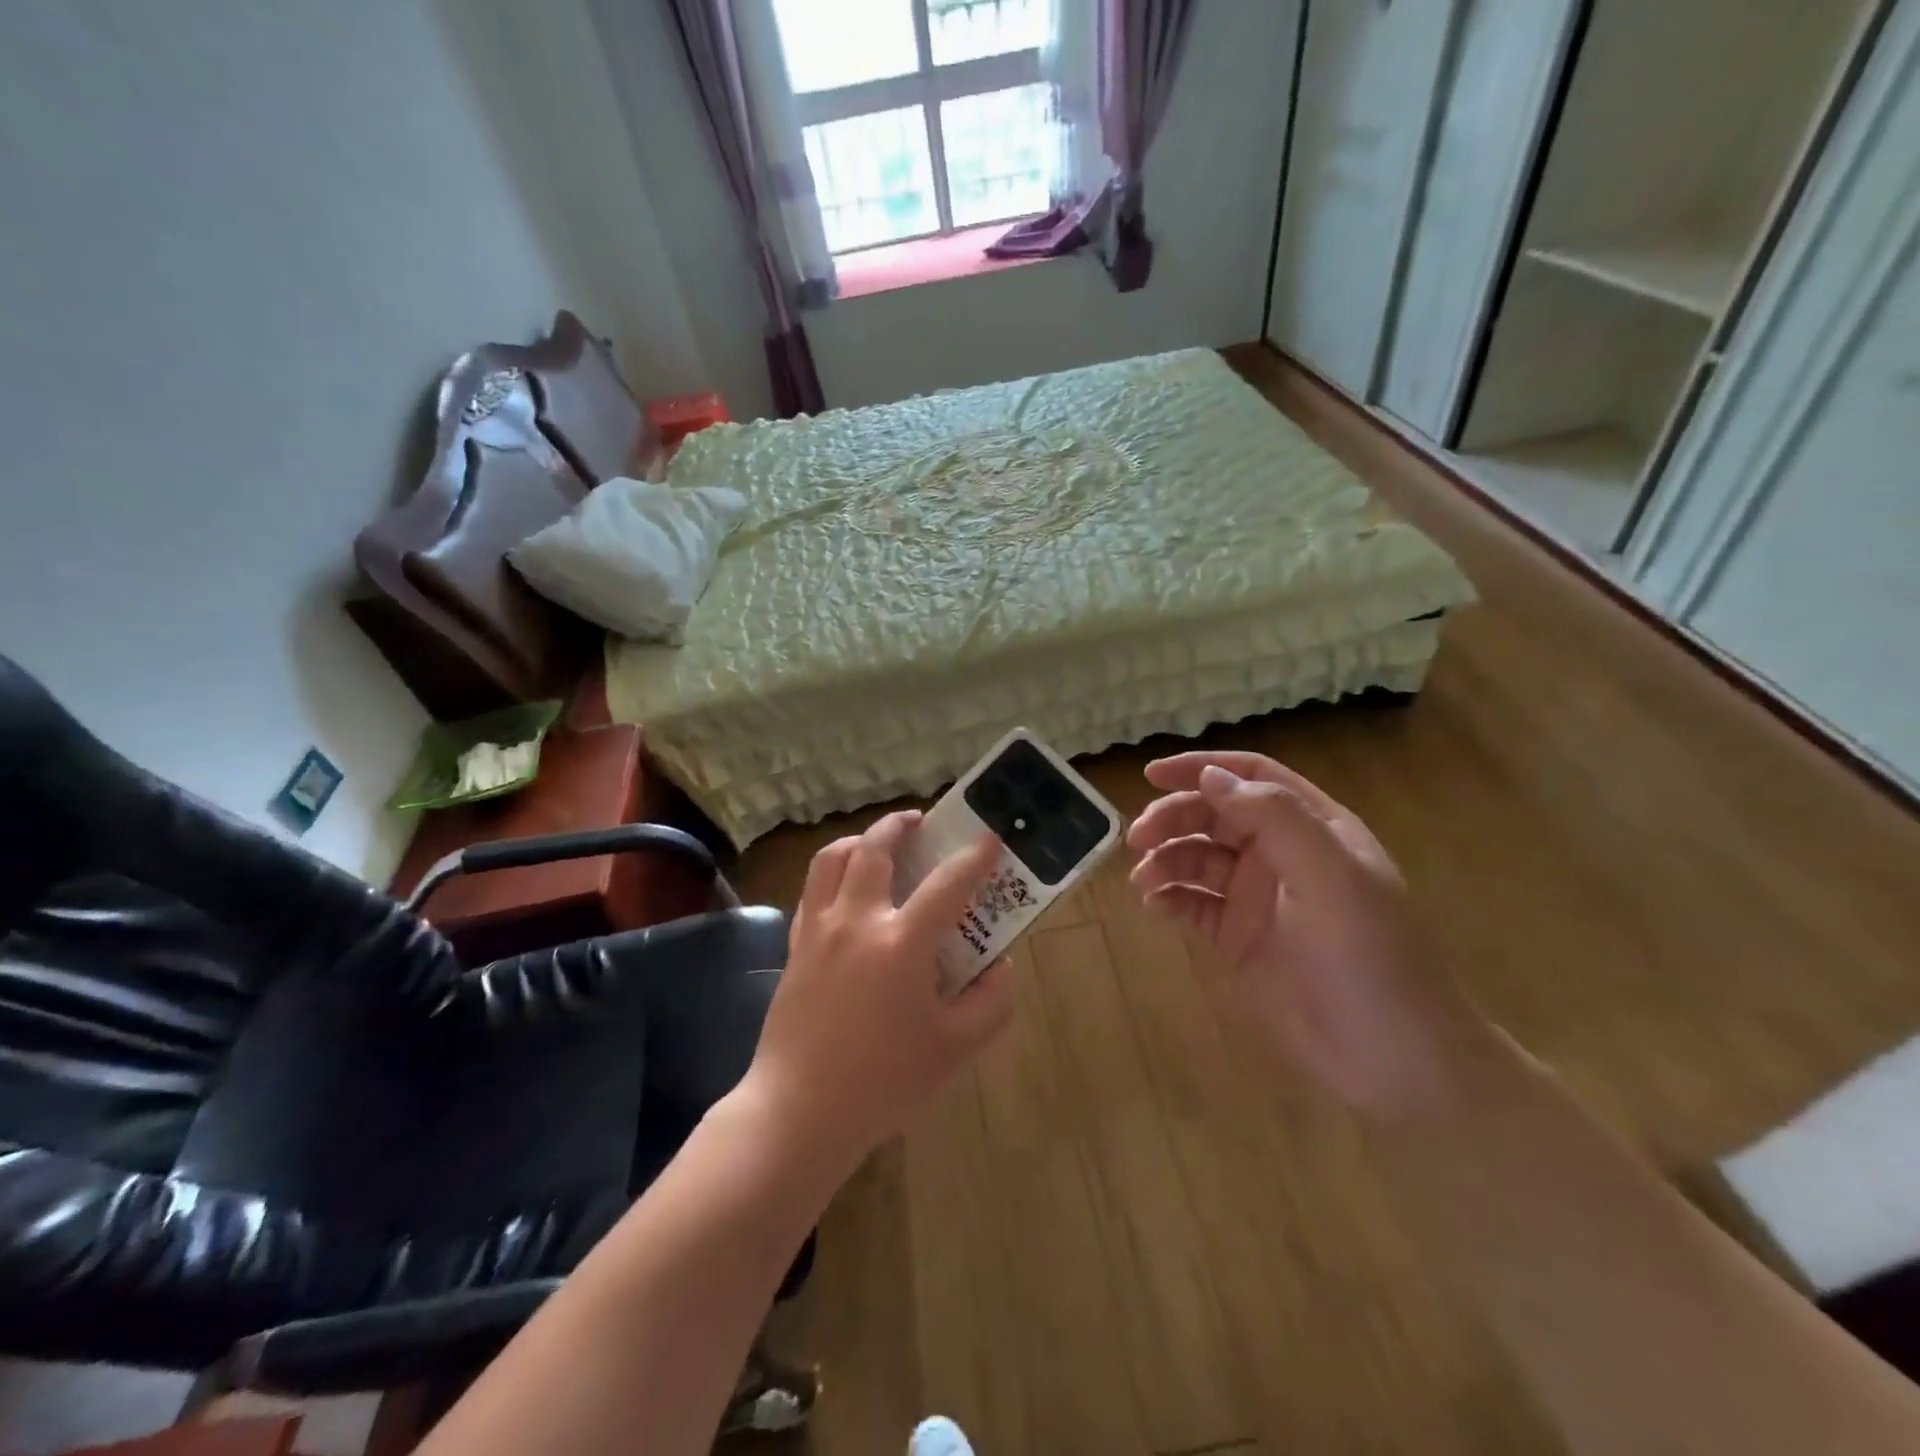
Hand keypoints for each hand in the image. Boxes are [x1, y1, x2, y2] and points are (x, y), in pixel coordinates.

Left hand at [746, 810, 1012, 1165]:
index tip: (989, 838)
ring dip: (858, 840)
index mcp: (901, 942)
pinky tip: (846, 892)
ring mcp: (819, 930)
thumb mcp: (956, 1048)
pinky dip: (832, 874)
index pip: (947, 884)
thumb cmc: (884, 1081)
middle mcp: (857, 921)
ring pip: (831, 859)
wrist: (800, 1111)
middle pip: (874, 849)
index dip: (973, 857)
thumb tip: (1000, 966)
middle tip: (919, 821)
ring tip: (876, 844)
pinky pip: (812, 891)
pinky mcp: (795, 947)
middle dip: (899, 825)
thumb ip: (991, 1002)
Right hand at [1128, 751, 1489, 1119]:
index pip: (1251, 777)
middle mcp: (1282, 854)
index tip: (1151, 775)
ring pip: (1198, 858)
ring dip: (1166, 859)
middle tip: (1137, 839)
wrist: (1395, 1060)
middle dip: (1173, 819)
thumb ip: (1274, 818)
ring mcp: (1259, 897)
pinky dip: (1171, 897)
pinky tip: (1157, 904)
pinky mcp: (1239, 938)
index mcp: (1313, 827)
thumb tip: (1209, 776)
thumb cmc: (1372, 958)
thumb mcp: (1331, 877)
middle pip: (1214, 816)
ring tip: (1144, 881)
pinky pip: (1194, 903)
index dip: (1202, 768)